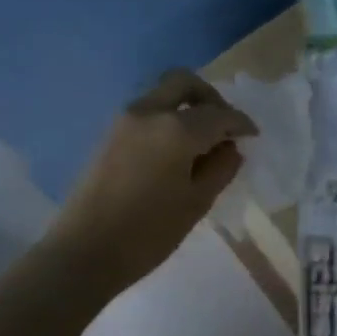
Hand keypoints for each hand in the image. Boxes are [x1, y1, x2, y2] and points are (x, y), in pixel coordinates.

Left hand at [50, 70, 257, 293]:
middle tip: (224, 125)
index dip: (240, 123)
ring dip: (186, 107)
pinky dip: (167, 119)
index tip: (253, 136)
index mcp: (176, 129)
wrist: (83, 252)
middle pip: (184, 83)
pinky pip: (147, 112)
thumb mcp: (196, 203)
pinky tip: (176, 151)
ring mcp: (124, 121)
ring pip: (162, 95)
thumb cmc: (148, 233)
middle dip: (210, 98)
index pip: (218, 114)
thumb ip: (220, 169)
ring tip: (202, 141)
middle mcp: (149, 112)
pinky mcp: (109, 135)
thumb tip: (231, 148)